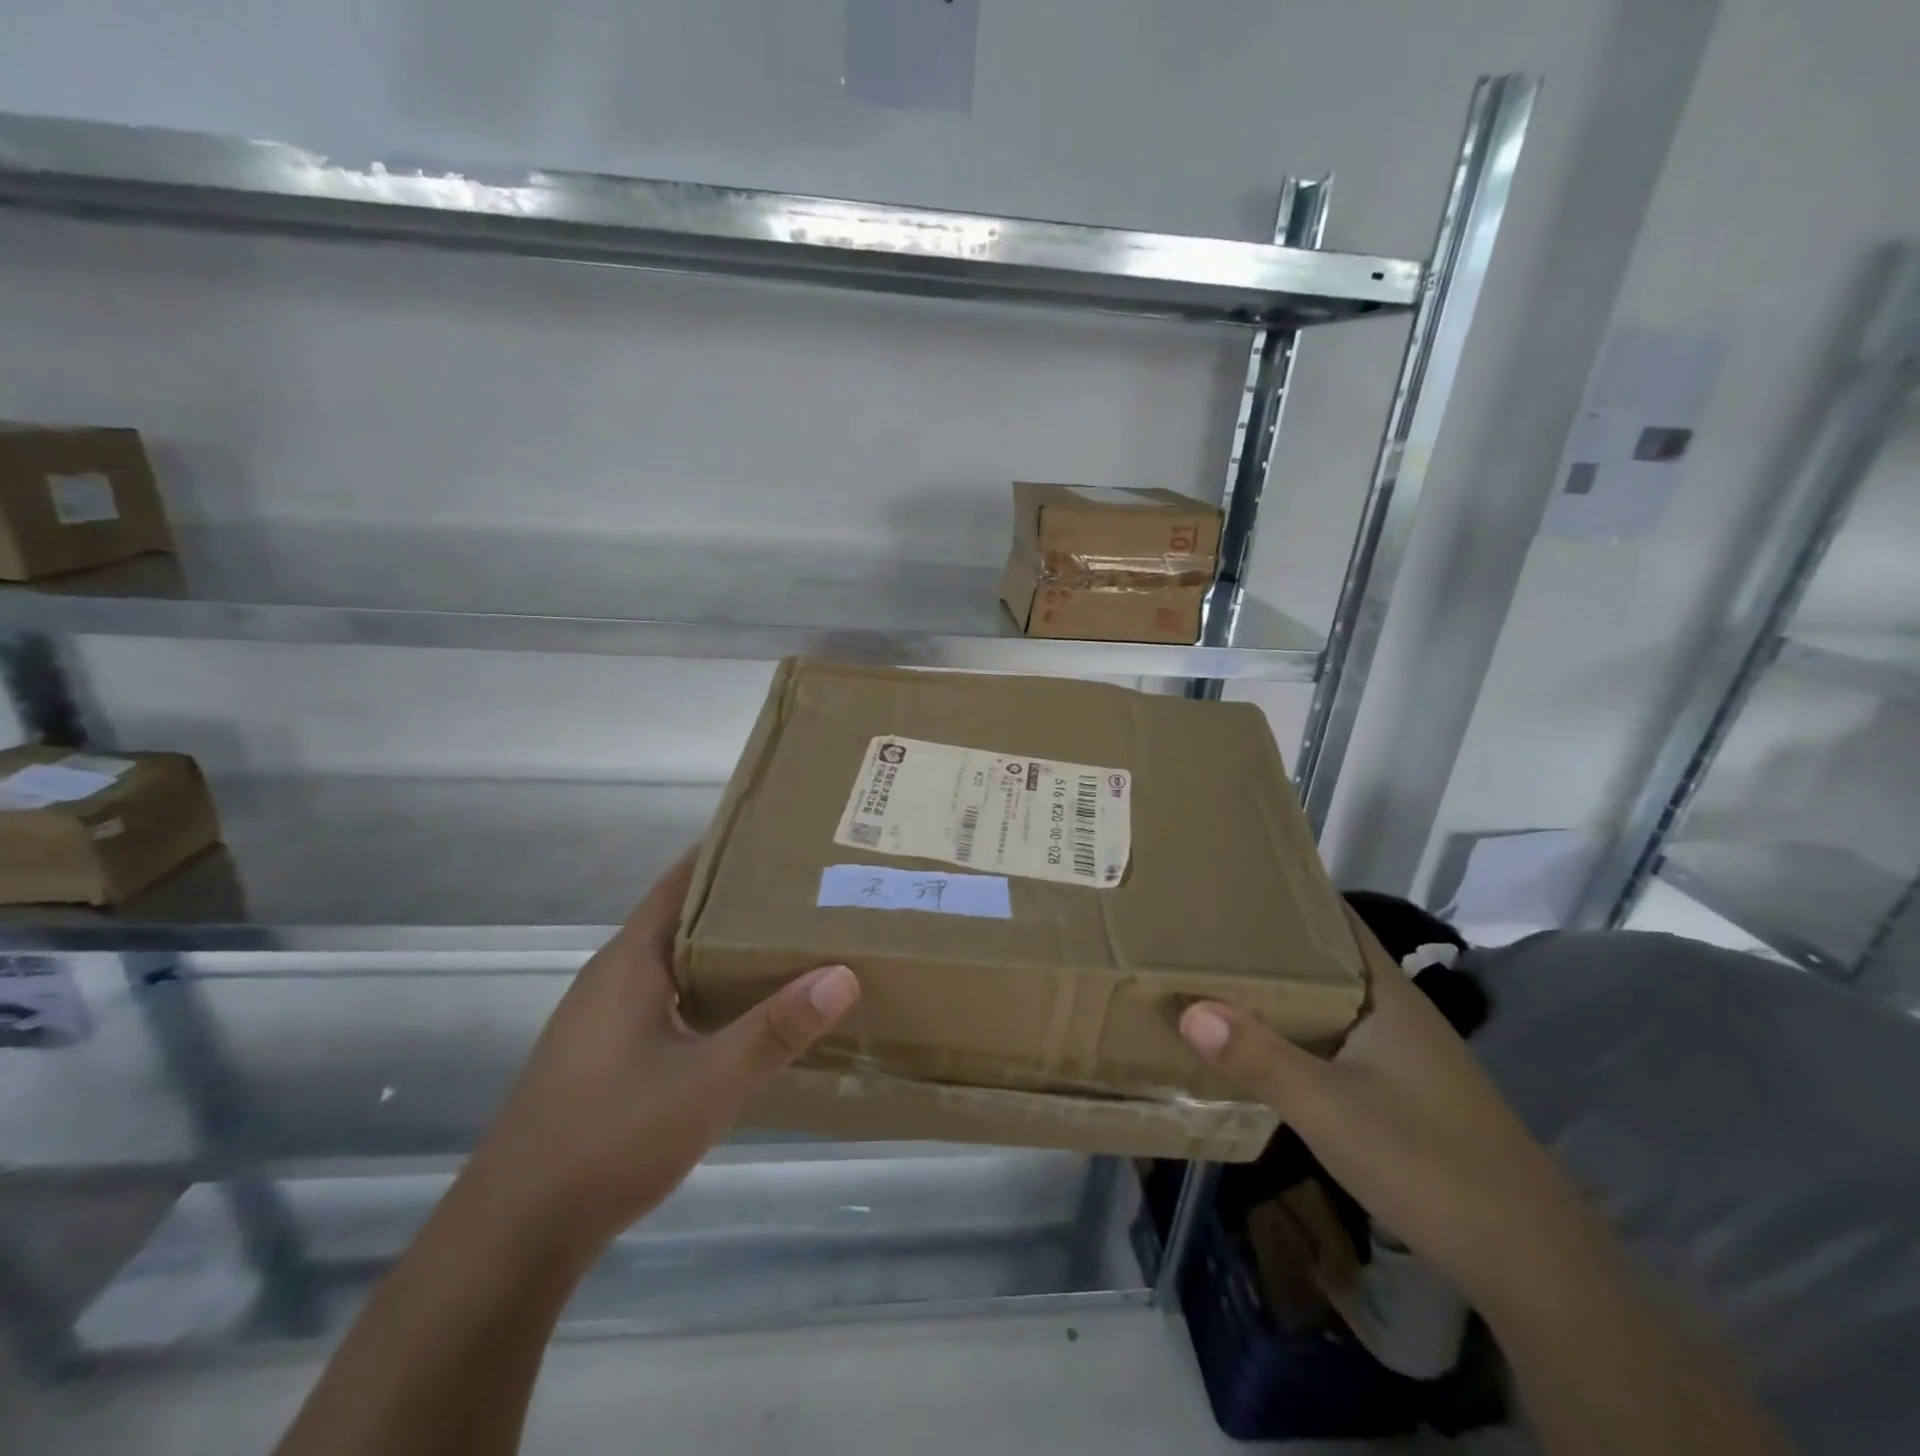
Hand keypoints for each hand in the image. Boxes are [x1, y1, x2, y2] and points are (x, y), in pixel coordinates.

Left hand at [461, 851, 859, 1262]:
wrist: (513, 1237)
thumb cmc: (610, 1138)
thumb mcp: (709, 1082)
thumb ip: (777, 1028)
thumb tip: (843, 974)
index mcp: (631, 960)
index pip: (683, 879)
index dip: (731, 853)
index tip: (787, 842)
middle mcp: (615, 977)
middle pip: (686, 918)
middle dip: (744, 903)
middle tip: (811, 894)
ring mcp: (605, 1019)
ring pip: (679, 963)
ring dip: (729, 952)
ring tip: (795, 945)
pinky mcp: (606, 1056)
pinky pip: (671, 1000)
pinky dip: (712, 993)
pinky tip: (750, 1016)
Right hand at [1179, 904, 1576, 1306]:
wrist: (1532, 1262)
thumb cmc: (1429, 1162)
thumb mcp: (1330, 1109)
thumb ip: (1260, 1058)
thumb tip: (1188, 1009)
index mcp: (1387, 994)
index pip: (1336, 918)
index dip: (1289, 895)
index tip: (1234, 882)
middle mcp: (1396, 1012)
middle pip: (1326, 959)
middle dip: (1270, 944)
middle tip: (1205, 930)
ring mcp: (1403, 1054)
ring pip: (1330, 1004)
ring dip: (1282, 991)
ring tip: (1218, 977)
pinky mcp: (1403, 1093)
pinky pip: (1336, 1041)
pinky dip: (1299, 1032)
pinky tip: (1264, 1047)